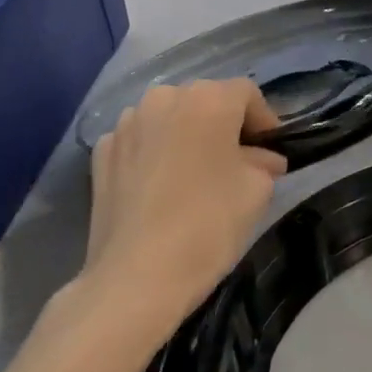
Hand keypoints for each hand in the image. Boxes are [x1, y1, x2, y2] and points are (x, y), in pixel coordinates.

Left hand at [76, 80, 285, 339]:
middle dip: (223, 124)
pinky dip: (153, 152)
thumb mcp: (257, 190)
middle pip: (205, 100)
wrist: (135, 278)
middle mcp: (165, 97)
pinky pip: (139, 140)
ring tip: (194, 172)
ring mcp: (127, 123)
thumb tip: (262, 159)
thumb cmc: (208, 224)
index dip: (264, 119)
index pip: (247, 94)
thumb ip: (263, 162)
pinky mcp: (101, 152)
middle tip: (236, 161)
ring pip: (169, 117)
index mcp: (209, 99)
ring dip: (185, 134)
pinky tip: (159, 185)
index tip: (270, 151)